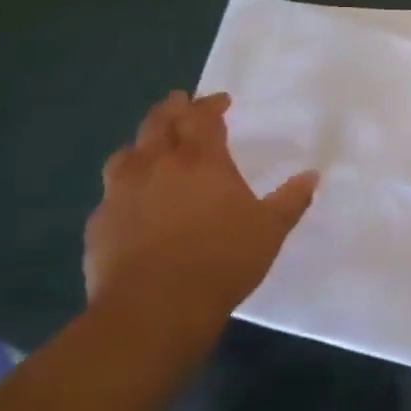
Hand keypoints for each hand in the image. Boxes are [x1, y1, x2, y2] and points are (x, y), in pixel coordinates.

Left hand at [85, 91, 316, 337]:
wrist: (153, 309)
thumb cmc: (221, 261)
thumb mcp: (270, 231)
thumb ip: (291, 200)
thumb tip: (311, 175)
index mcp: (201, 160)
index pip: (201, 117)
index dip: (210, 105)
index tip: (221, 101)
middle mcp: (157, 166)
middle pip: (158, 122)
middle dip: (172, 109)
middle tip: (181, 103)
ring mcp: (121, 193)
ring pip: (126, 153)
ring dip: (142, 144)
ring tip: (151, 148)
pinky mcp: (99, 224)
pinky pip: (110, 193)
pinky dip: (124, 186)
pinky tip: (132, 202)